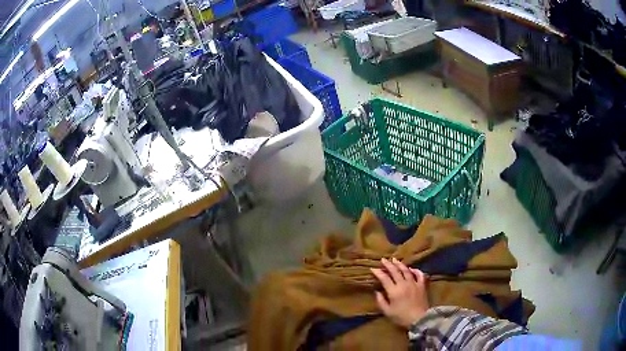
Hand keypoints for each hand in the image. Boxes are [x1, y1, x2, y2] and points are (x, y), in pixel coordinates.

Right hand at [371, 258, 429, 328]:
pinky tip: (411, 269)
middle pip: (395, 271)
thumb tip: (377, 292)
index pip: (384, 278)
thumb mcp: (387, 312)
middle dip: (388, 265)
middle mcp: (403, 284)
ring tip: (395, 260)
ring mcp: (414, 283)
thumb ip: (381, 301)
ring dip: (400, 264)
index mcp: (394, 291)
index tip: (373, 269)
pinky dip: (415, 270)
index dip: (378, 273)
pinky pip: (419, 274)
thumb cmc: (401, 317)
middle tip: (383, 259)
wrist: (419, 319)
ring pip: (406, 270)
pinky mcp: (422, 285)